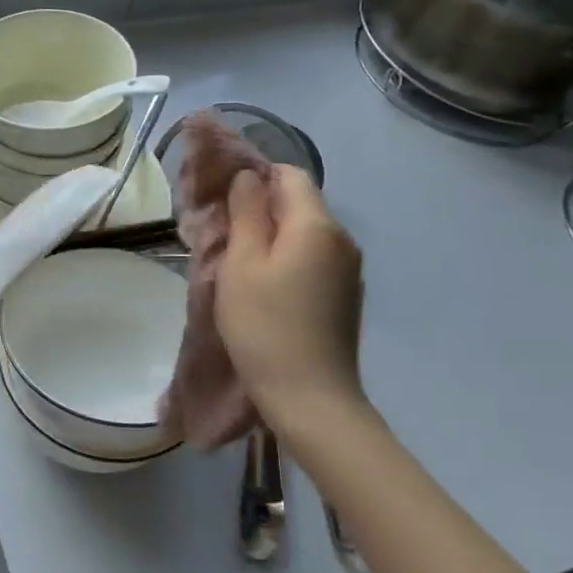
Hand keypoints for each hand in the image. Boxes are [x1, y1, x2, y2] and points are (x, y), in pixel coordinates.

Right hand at [215, 167, 364, 426]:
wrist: (311, 399)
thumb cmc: (265, 326)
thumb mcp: (241, 264)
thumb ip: (246, 212)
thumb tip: (249, 176)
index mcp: (317, 225)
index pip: (289, 174)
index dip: (255, 177)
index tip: (224, 201)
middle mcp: (342, 239)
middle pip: (299, 202)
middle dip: (261, 208)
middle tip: (224, 234)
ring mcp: (349, 270)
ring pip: (305, 232)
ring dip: (273, 236)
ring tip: (240, 263)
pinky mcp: (346, 295)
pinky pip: (314, 258)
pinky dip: (289, 259)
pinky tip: (268, 289)